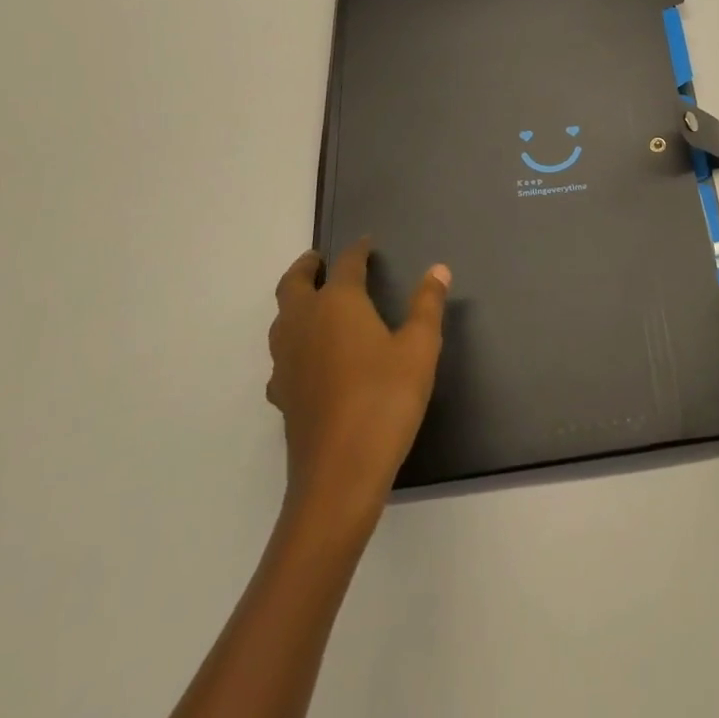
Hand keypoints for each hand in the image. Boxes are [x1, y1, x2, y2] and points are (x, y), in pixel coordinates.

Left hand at [267, 238, 450, 510]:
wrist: (340, 474)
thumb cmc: (386, 400)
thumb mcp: (420, 348)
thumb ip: (427, 305)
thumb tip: (437, 269)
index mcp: (338, 304)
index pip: (345, 265)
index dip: (357, 251)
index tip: (367, 243)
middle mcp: (304, 324)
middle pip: (293, 285)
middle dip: (306, 268)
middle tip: (319, 260)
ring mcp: (286, 361)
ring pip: (281, 319)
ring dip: (295, 302)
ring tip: (313, 302)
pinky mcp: (282, 394)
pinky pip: (282, 355)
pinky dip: (293, 342)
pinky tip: (309, 359)